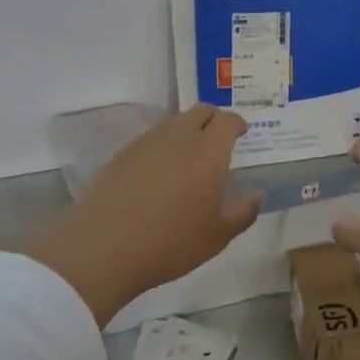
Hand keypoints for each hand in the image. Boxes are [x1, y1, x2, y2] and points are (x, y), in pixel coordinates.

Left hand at [25, 105, 261, 325]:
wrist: (104, 248)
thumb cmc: (170, 242)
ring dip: (187, 130)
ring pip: (173, 123)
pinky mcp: (122, 154)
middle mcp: (179, 137)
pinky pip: (151, 138)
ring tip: (190, 155)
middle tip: (219, 139)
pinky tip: (160, 170)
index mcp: (208, 151)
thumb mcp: (217, 236)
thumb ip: (243, 211)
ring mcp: (147, 142)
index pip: (227, 120)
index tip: (241, 133)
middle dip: (213, 119)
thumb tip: (256, 193)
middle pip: (200, 111)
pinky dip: (163, 145)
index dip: (236, 123)